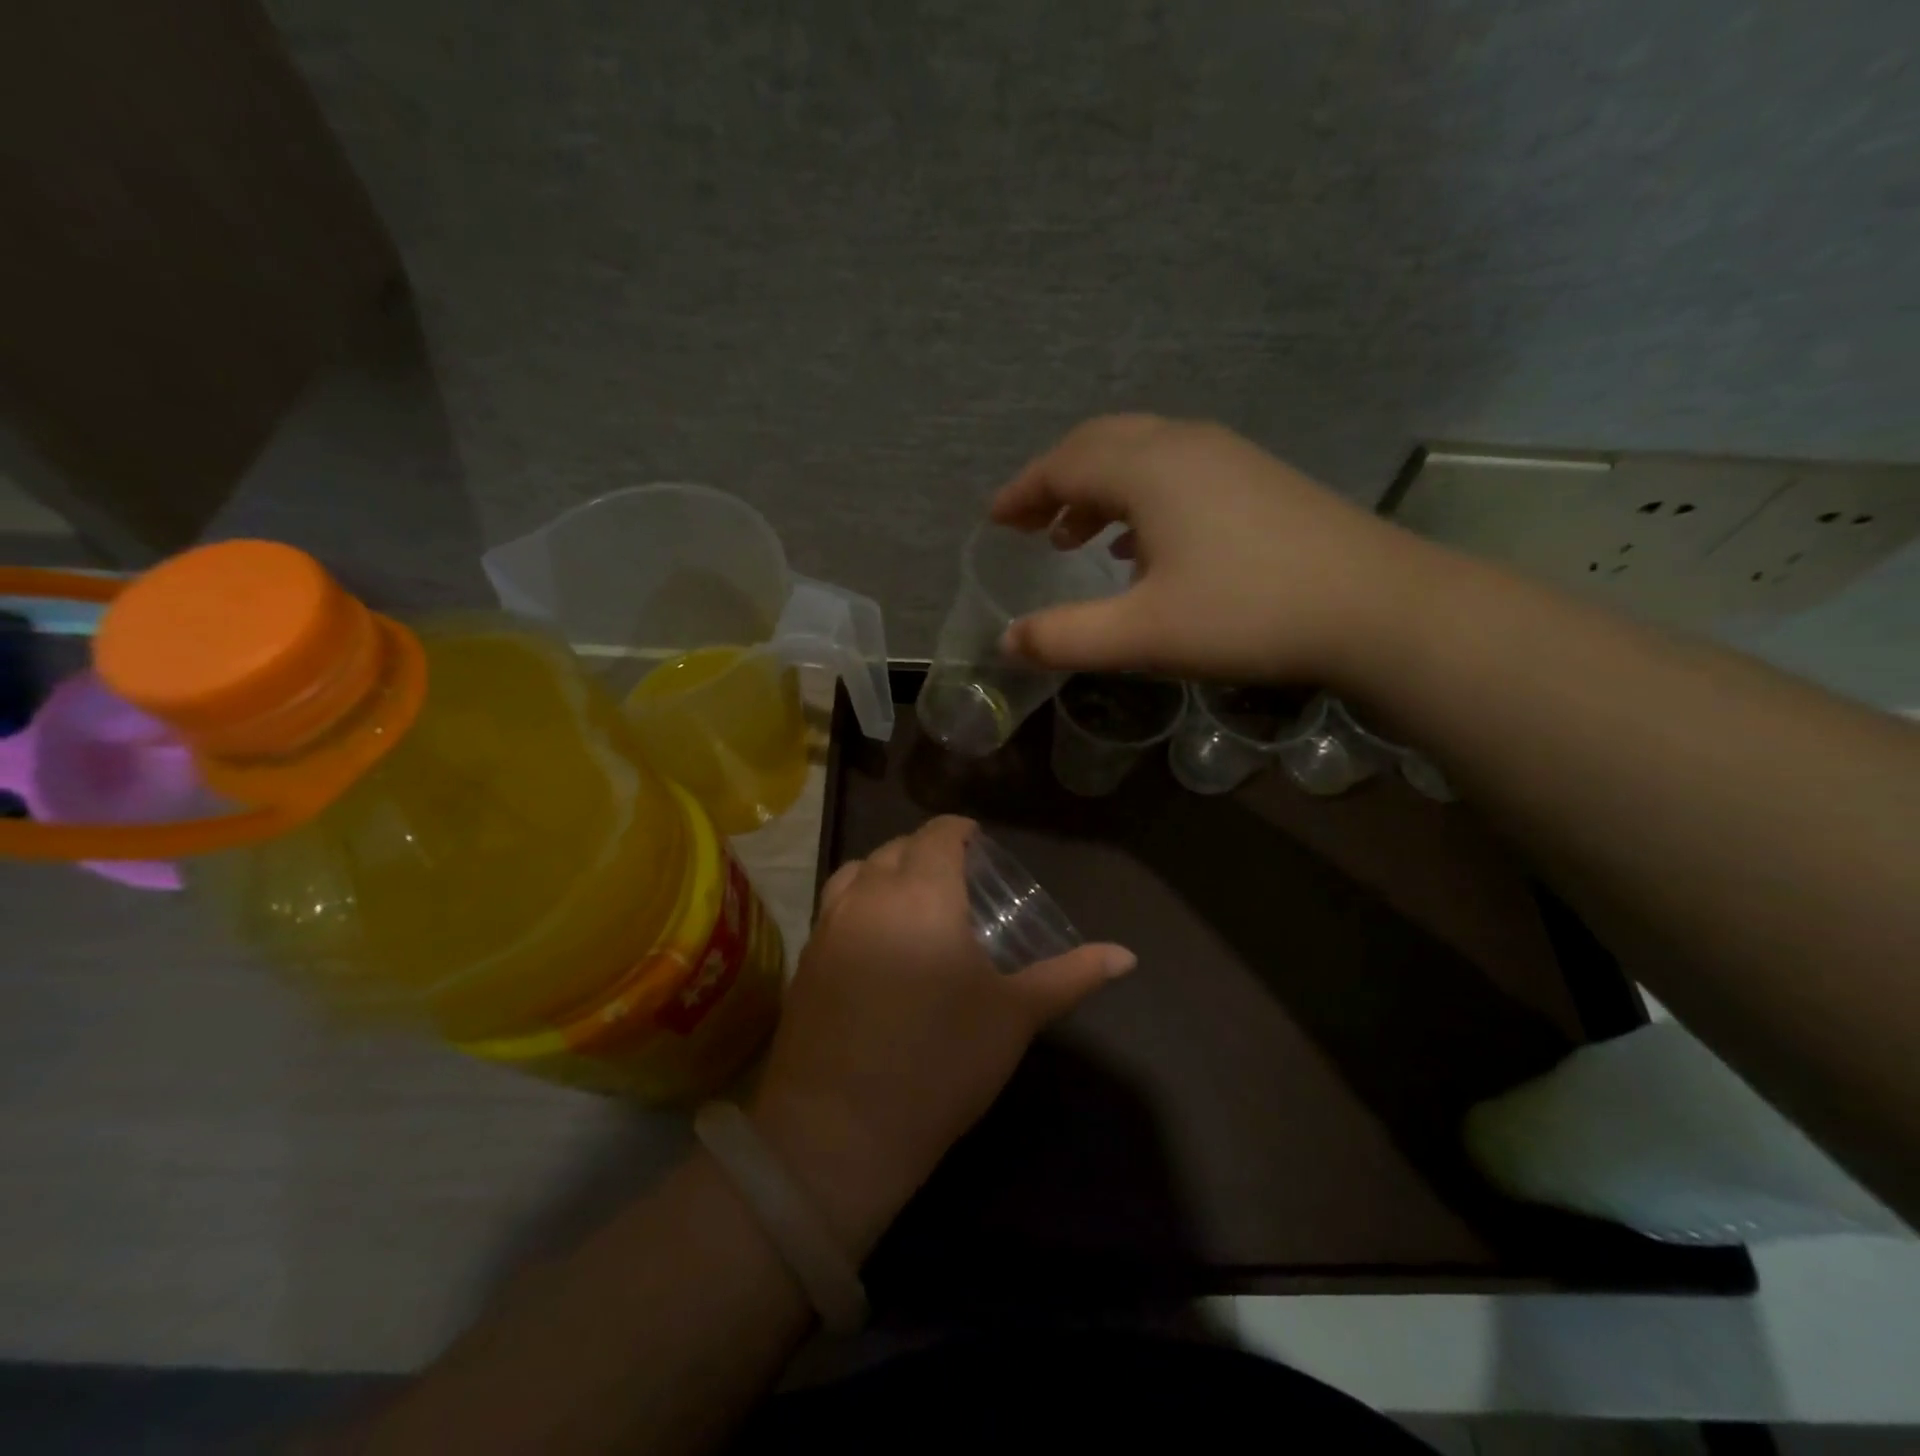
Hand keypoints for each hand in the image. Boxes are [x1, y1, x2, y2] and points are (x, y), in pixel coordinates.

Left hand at [748, 816, 1133, 1256]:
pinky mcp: (805, 959)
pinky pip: (834, 907)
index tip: (978, 843)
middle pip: (897, 848)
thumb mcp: (1014, 1016)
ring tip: (913, 902)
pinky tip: (877, 942)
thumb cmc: (940, 1062)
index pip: (937, 834)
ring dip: (887, 871)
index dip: (960, 830)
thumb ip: (1071, 976)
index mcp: (923, 894)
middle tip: (956, 880)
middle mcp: (869, 894)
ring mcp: (829, 925)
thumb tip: (1127, 956)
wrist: (839, 1130)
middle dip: (926, 850)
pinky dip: (858, 902)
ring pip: (858, 871)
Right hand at [990, 414, 1439, 687]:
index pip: (1064, 465)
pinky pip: (1175, 470)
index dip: (1022, 493)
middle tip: (1027, 524)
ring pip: (1140, 454)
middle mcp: (1183, 445)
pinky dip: (1138, 496)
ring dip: (1097, 489)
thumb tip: (1007, 641)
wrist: (1375, 607)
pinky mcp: (1257, 477)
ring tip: (1075, 538)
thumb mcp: (1143, 635)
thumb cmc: (1247, 614)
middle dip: (1054, 481)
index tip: (993, 521)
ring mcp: (1227, 456)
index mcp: (1149, 469)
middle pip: (1099, 445)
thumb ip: (1066, 637)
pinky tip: (1142, 544)